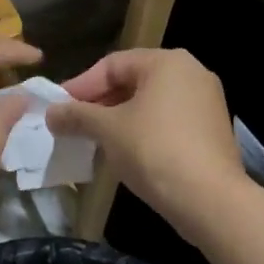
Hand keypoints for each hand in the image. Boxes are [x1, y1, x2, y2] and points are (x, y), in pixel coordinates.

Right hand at [46, 49, 245, 243]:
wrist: (210, 201)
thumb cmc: (155, 150)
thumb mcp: (107, 130)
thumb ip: (76, 116)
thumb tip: (51, 113)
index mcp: (167, 62)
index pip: (112, 64)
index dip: (81, 85)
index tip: (59, 108)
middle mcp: (192, 73)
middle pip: (133, 81)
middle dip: (100, 103)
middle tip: (74, 124)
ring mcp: (207, 102)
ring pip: (150, 103)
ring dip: (119, 119)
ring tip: (95, 139)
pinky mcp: (212, 131)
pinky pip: (168, 121)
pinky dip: (144, 131)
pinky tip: (125, 153)